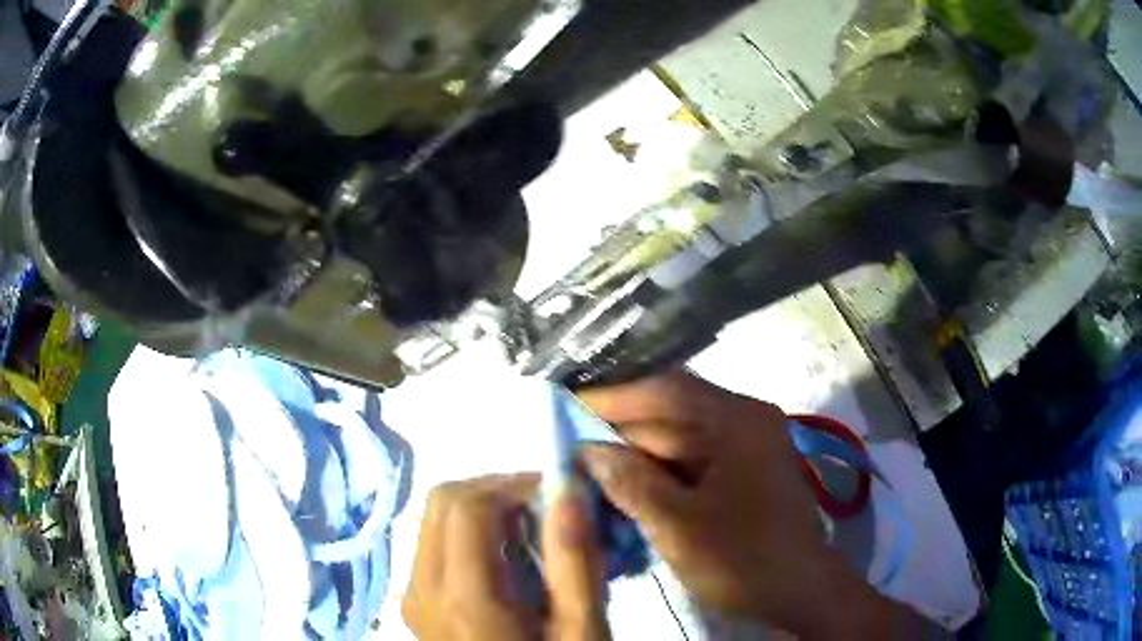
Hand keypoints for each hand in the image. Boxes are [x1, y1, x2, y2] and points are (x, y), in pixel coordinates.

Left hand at [402, 474, 608, 640]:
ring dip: (484, 511)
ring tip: (532, 533)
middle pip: (443, 502)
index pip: (469, 504)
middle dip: (497, 490)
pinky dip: (471, 535)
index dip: (515, 484)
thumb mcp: (580, 629)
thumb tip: (568, 488)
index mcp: (464, 596)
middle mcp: (421, 587)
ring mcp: (412, 596)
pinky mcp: (415, 604)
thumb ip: (575, 559)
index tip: (561, 495)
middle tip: (547, 509)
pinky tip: (508, 561)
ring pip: (435, 520)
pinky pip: (435, 546)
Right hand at [578, 371, 923, 638]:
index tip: (563, 404)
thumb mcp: (678, 526)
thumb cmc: (743, 559)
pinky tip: (626, 483)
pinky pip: (690, 458)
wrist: (799, 591)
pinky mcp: (741, 468)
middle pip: (669, 412)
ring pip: (676, 437)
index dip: (610, 397)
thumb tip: (587, 449)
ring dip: (636, 452)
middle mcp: (743, 419)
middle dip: (619, 429)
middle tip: (569, 441)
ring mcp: (745, 444)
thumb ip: (630, 482)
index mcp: (736, 420)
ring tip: (588, 463)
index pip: (663, 391)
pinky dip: (658, 470)